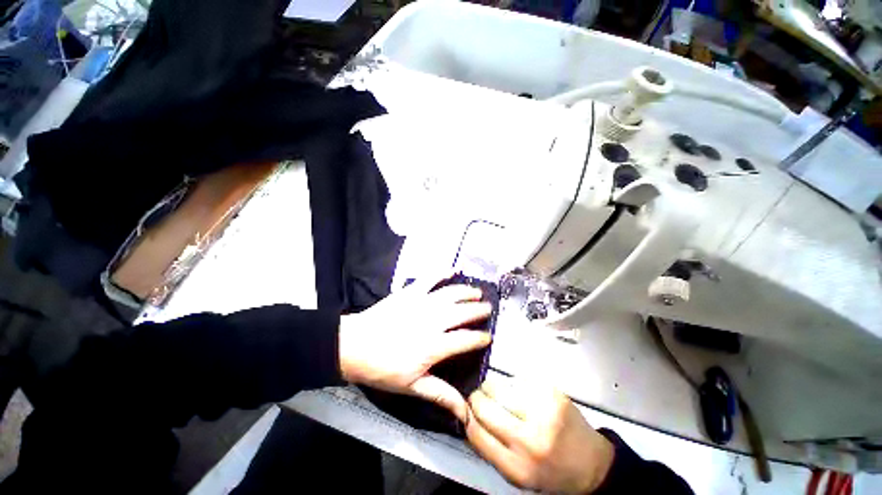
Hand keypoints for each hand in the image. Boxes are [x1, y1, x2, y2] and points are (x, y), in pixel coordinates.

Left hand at [338, 276, 491, 422]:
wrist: (354, 345)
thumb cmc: (383, 368)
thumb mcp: (412, 386)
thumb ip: (441, 395)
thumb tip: (465, 413)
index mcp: (434, 346)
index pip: (465, 340)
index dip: (480, 338)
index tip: (489, 337)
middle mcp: (432, 321)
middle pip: (462, 312)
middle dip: (479, 310)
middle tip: (489, 308)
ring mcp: (421, 303)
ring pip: (450, 294)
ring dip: (466, 291)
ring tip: (477, 291)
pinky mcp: (410, 292)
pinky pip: (429, 279)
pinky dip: (442, 273)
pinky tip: (452, 270)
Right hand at [466, 377, 614, 493]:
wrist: (591, 463)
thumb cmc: (550, 470)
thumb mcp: (517, 474)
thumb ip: (490, 448)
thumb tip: (467, 416)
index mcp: (516, 467)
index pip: (475, 431)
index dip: (466, 414)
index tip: (466, 406)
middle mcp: (529, 440)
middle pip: (485, 404)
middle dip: (478, 396)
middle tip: (482, 396)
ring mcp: (542, 413)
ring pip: (499, 387)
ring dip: (495, 388)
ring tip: (503, 394)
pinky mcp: (551, 393)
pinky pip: (518, 380)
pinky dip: (514, 385)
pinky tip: (522, 394)